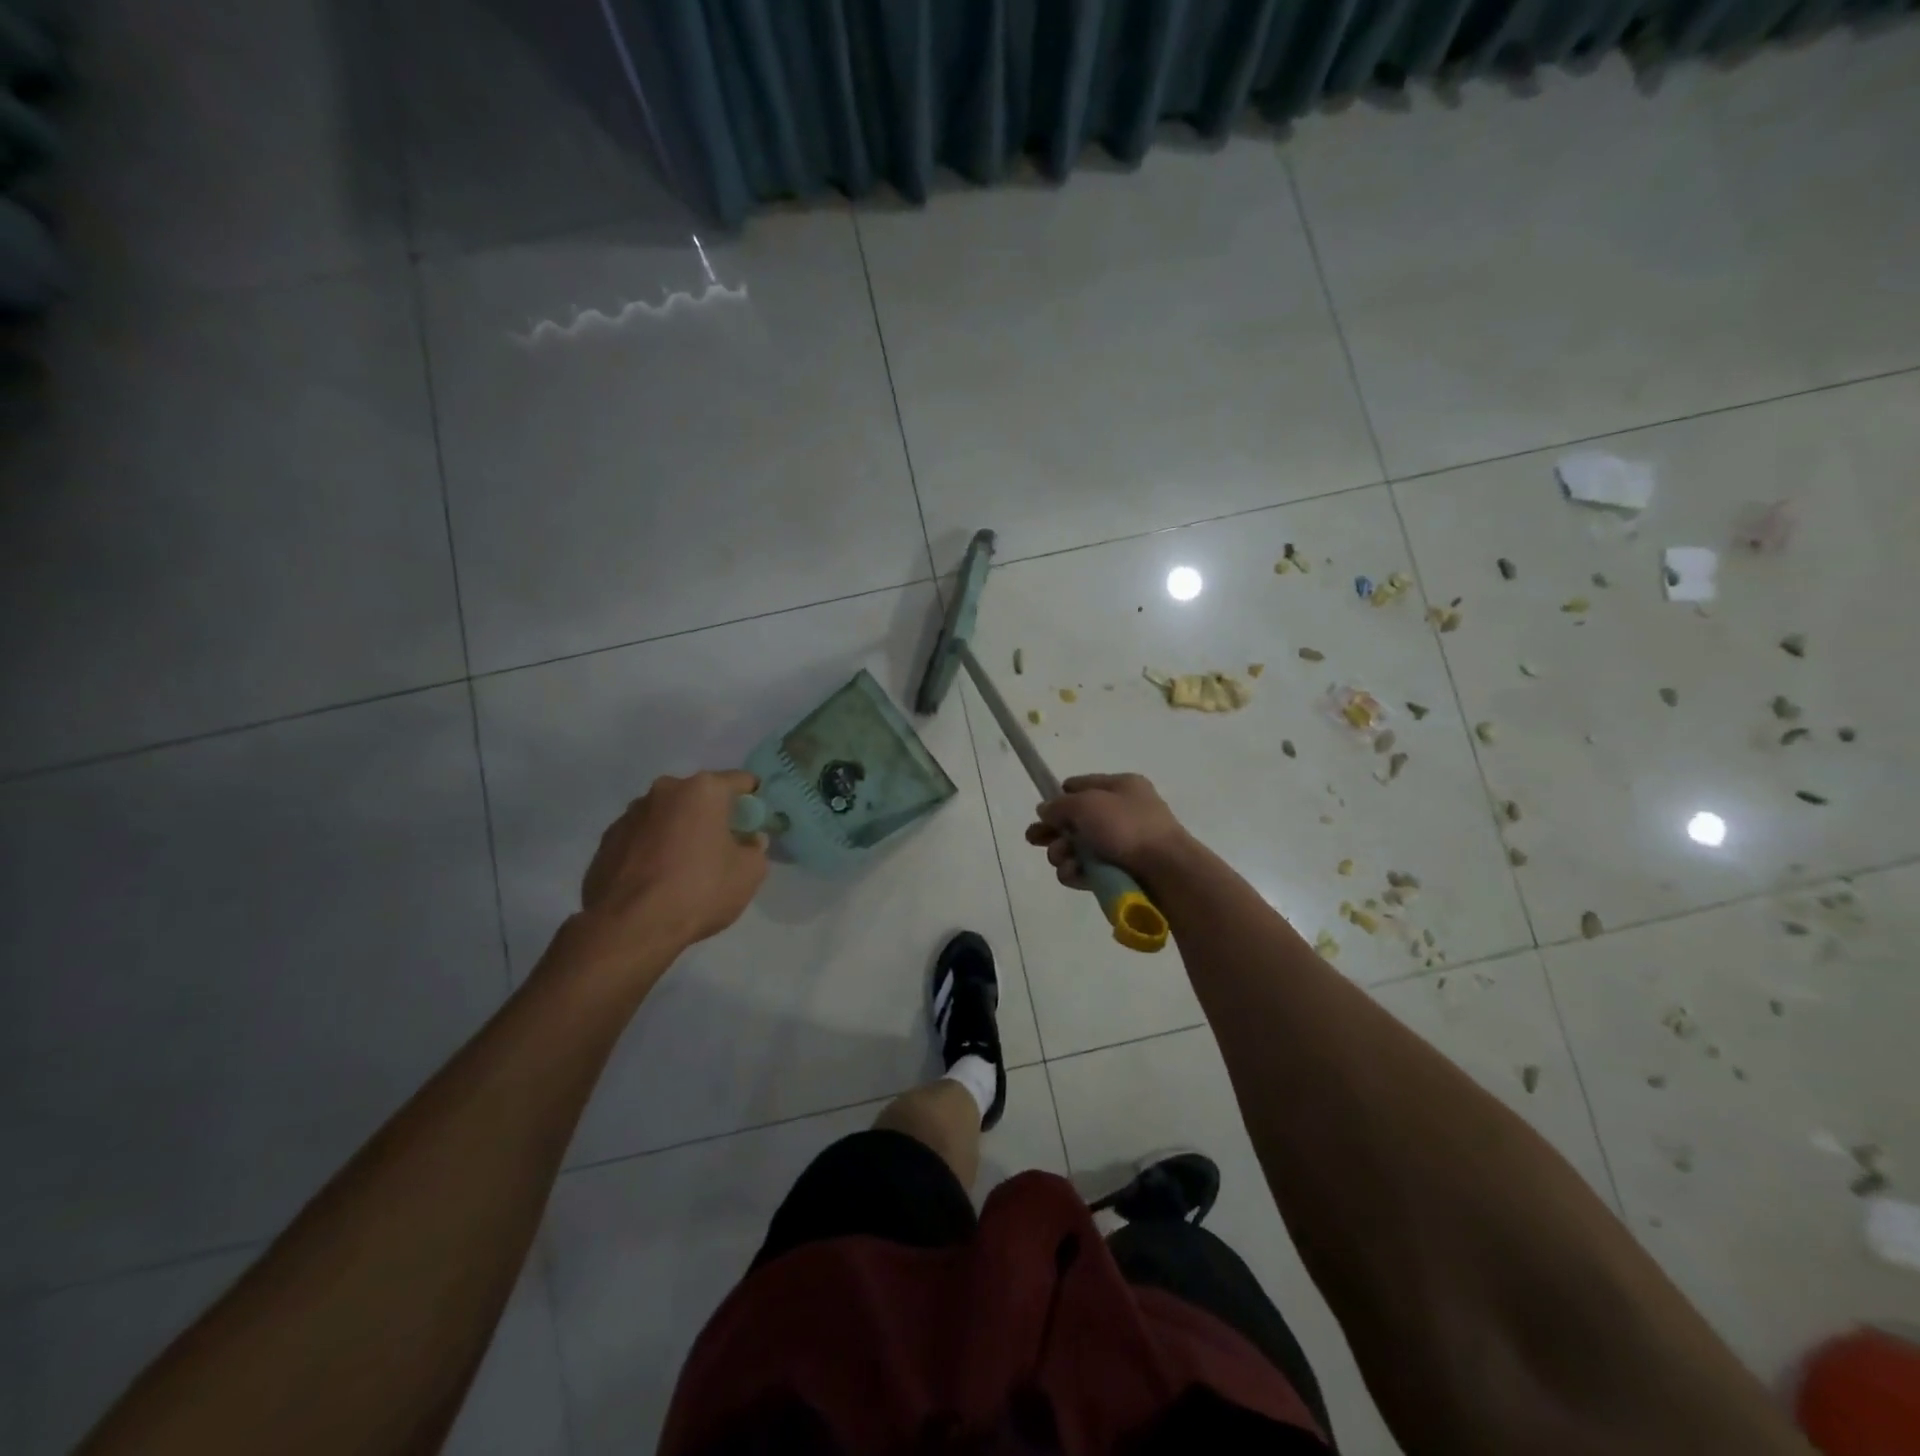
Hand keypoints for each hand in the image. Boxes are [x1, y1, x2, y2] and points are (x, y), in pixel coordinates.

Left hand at [577, 770, 767, 961]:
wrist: (630, 927)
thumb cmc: (700, 890)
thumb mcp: (750, 873)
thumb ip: (755, 848)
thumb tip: (748, 841)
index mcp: (702, 790)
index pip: (741, 781)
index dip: (754, 801)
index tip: (756, 825)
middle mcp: (664, 791)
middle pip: (700, 797)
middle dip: (713, 816)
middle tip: (722, 849)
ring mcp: (630, 814)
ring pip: (668, 816)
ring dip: (680, 832)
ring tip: (685, 869)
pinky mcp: (606, 841)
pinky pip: (642, 838)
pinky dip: (653, 850)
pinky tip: (657, 880)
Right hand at [1024, 773, 1191, 888]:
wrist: (1165, 871)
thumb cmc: (1126, 827)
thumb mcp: (1086, 804)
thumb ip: (1059, 805)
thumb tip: (1045, 810)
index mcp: (1120, 787)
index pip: (1081, 786)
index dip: (1059, 798)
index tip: (1042, 812)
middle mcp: (1121, 813)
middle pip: (1075, 820)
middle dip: (1053, 831)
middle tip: (1034, 840)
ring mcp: (1121, 845)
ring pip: (1078, 848)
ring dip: (1062, 853)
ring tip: (1063, 859)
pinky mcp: (1119, 873)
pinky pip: (1088, 870)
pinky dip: (1076, 872)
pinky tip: (1073, 874)